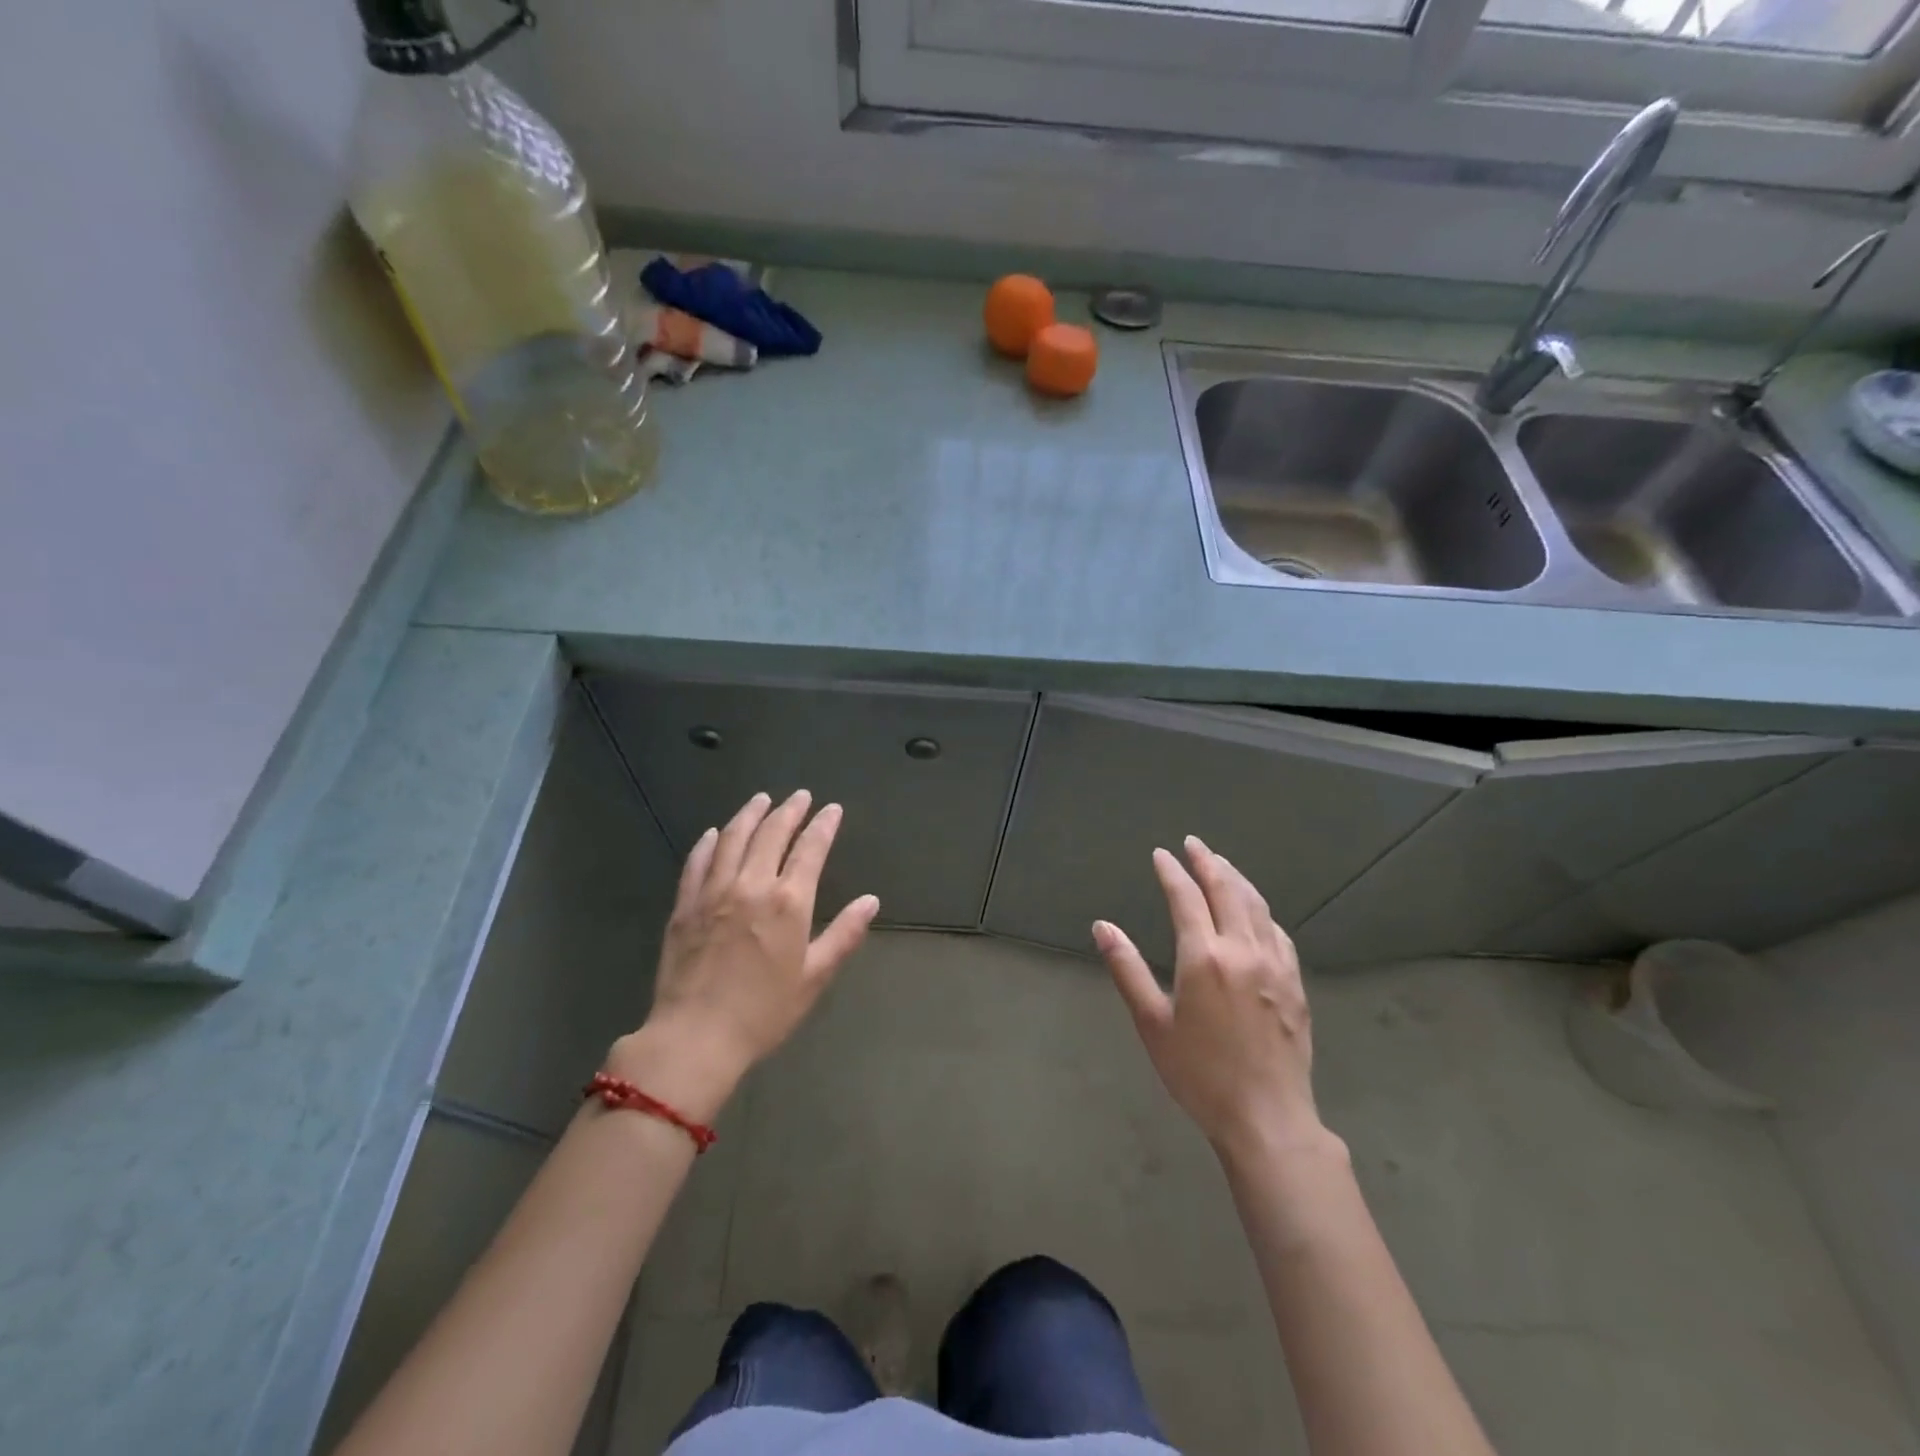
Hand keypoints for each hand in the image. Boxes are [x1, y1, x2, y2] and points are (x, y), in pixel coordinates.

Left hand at [611, 790, 878, 1117]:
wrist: (695, 1038)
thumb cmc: (764, 1012)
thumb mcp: (814, 977)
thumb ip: (844, 935)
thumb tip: (870, 901)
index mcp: (789, 902)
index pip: (810, 849)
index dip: (823, 825)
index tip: (831, 809)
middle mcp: (751, 885)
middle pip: (771, 834)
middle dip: (789, 811)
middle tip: (800, 796)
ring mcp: (713, 892)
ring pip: (733, 839)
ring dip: (749, 814)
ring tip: (761, 799)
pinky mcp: (685, 905)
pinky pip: (696, 862)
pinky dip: (708, 842)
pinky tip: (713, 833)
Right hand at [1093, 836, 1321, 1163]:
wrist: (1267, 1117)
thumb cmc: (1200, 1074)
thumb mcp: (1152, 1023)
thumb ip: (1127, 969)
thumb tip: (1102, 926)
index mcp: (1204, 957)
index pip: (1186, 897)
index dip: (1172, 872)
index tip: (1161, 855)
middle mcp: (1242, 949)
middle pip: (1226, 889)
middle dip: (1208, 862)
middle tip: (1194, 844)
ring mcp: (1274, 964)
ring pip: (1256, 905)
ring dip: (1237, 878)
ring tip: (1221, 863)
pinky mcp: (1294, 982)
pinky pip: (1278, 931)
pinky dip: (1261, 910)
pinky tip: (1256, 911)